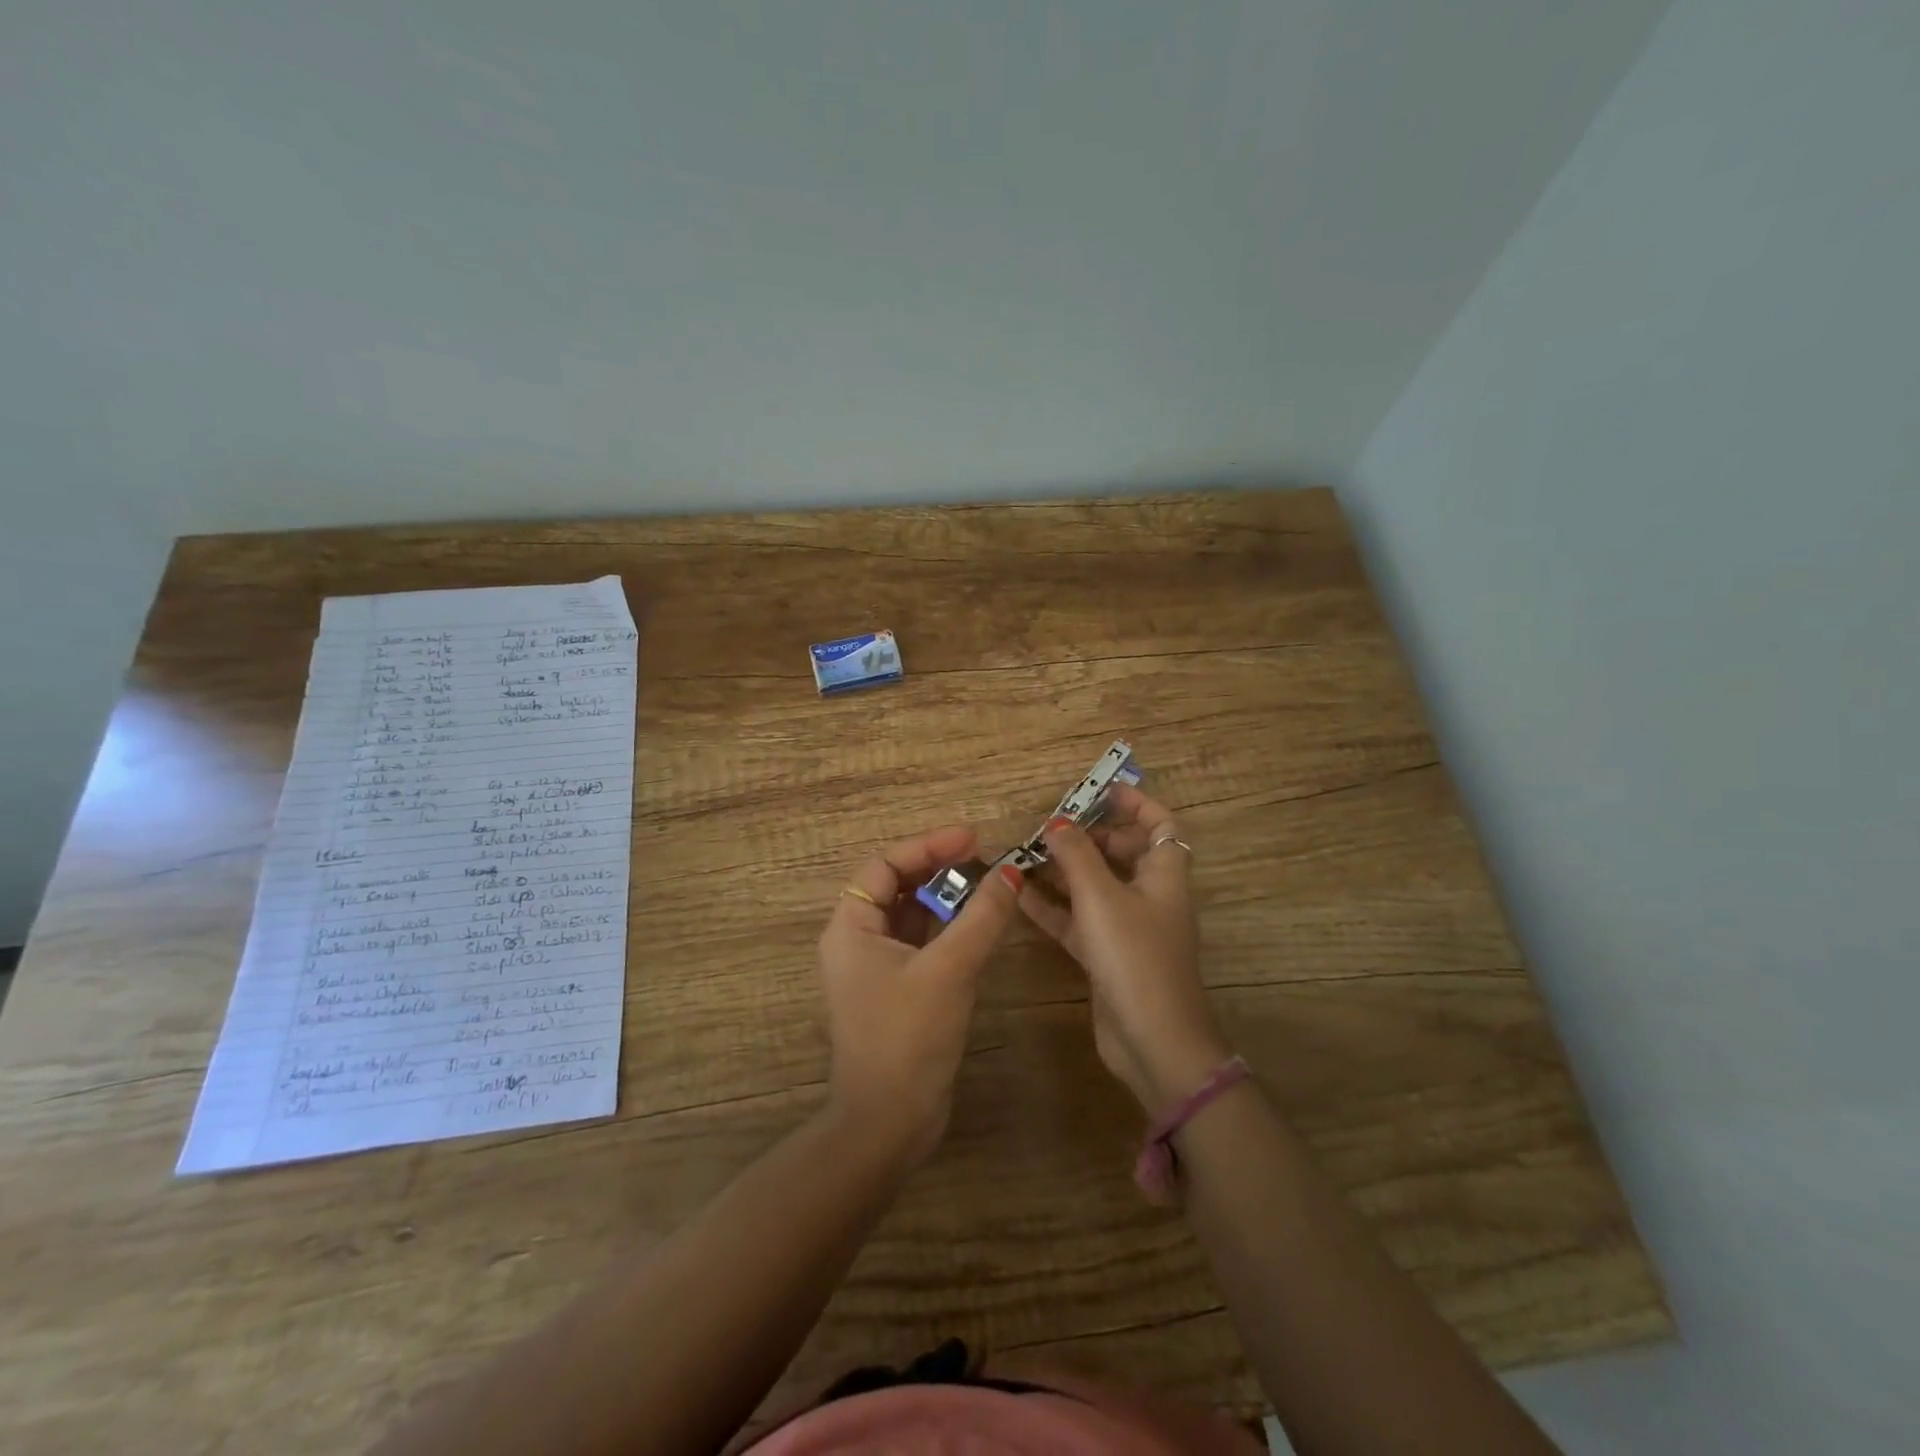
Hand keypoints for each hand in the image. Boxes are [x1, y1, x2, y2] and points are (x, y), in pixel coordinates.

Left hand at [817, 826, 1021, 1166]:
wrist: (889, 1124)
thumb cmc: (908, 1037)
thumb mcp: (949, 969)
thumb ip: (981, 916)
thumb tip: (1011, 872)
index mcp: (851, 928)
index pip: (885, 866)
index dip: (927, 846)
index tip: (972, 838)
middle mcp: (857, 941)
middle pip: (897, 886)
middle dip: (939, 869)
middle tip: (984, 858)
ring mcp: (876, 968)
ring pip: (912, 916)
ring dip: (947, 898)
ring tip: (989, 885)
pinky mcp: (898, 991)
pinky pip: (922, 943)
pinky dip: (949, 929)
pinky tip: (980, 925)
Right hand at [1019, 787, 1231, 1116]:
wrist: (1153, 1041)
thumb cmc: (1135, 957)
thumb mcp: (1102, 897)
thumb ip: (1076, 856)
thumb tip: (1056, 823)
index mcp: (1164, 874)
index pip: (1159, 824)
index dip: (1134, 803)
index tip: (1099, 789)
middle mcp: (1150, 896)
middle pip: (1122, 852)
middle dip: (1088, 836)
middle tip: (1049, 827)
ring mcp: (1128, 928)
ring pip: (1095, 887)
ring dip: (1064, 871)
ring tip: (1026, 855)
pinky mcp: (1108, 956)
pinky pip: (1078, 920)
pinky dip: (1053, 907)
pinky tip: (1020, 896)